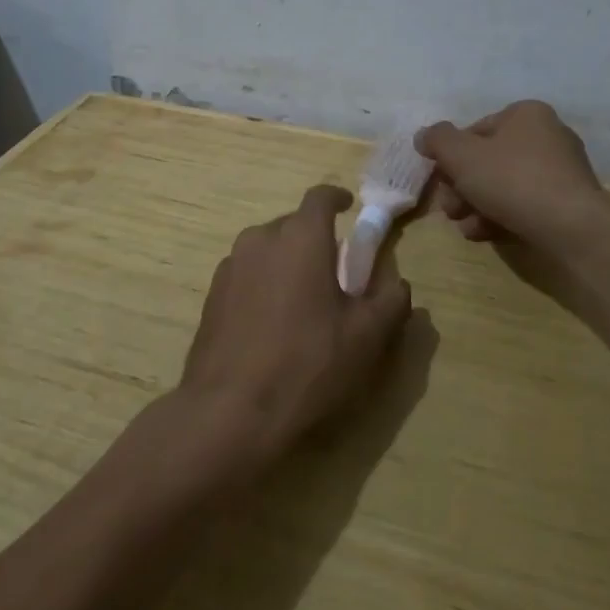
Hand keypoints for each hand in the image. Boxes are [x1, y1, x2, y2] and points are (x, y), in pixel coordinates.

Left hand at [179, 185, 413, 467]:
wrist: (230, 412)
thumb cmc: (307, 365)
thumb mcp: (367, 337)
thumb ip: (391, 301)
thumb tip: (398, 283)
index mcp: (301, 237)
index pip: (320, 197)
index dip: (337, 198)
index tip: (349, 207)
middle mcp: (261, 239)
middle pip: (293, 223)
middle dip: (315, 238)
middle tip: (333, 270)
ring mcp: (230, 266)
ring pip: (266, 249)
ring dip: (286, 261)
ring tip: (301, 299)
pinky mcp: (211, 295)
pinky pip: (246, 274)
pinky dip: (263, 283)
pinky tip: (271, 322)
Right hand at [416, 101, 609, 255]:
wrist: (573, 228)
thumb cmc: (513, 181)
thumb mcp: (462, 156)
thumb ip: (437, 140)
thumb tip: (424, 136)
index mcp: (526, 114)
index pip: (475, 131)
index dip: (451, 157)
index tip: (441, 181)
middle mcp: (547, 135)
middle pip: (488, 161)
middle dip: (462, 187)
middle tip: (451, 210)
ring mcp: (561, 170)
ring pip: (503, 186)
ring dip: (477, 206)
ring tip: (467, 227)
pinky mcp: (567, 202)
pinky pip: (524, 204)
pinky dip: (502, 217)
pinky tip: (487, 234)